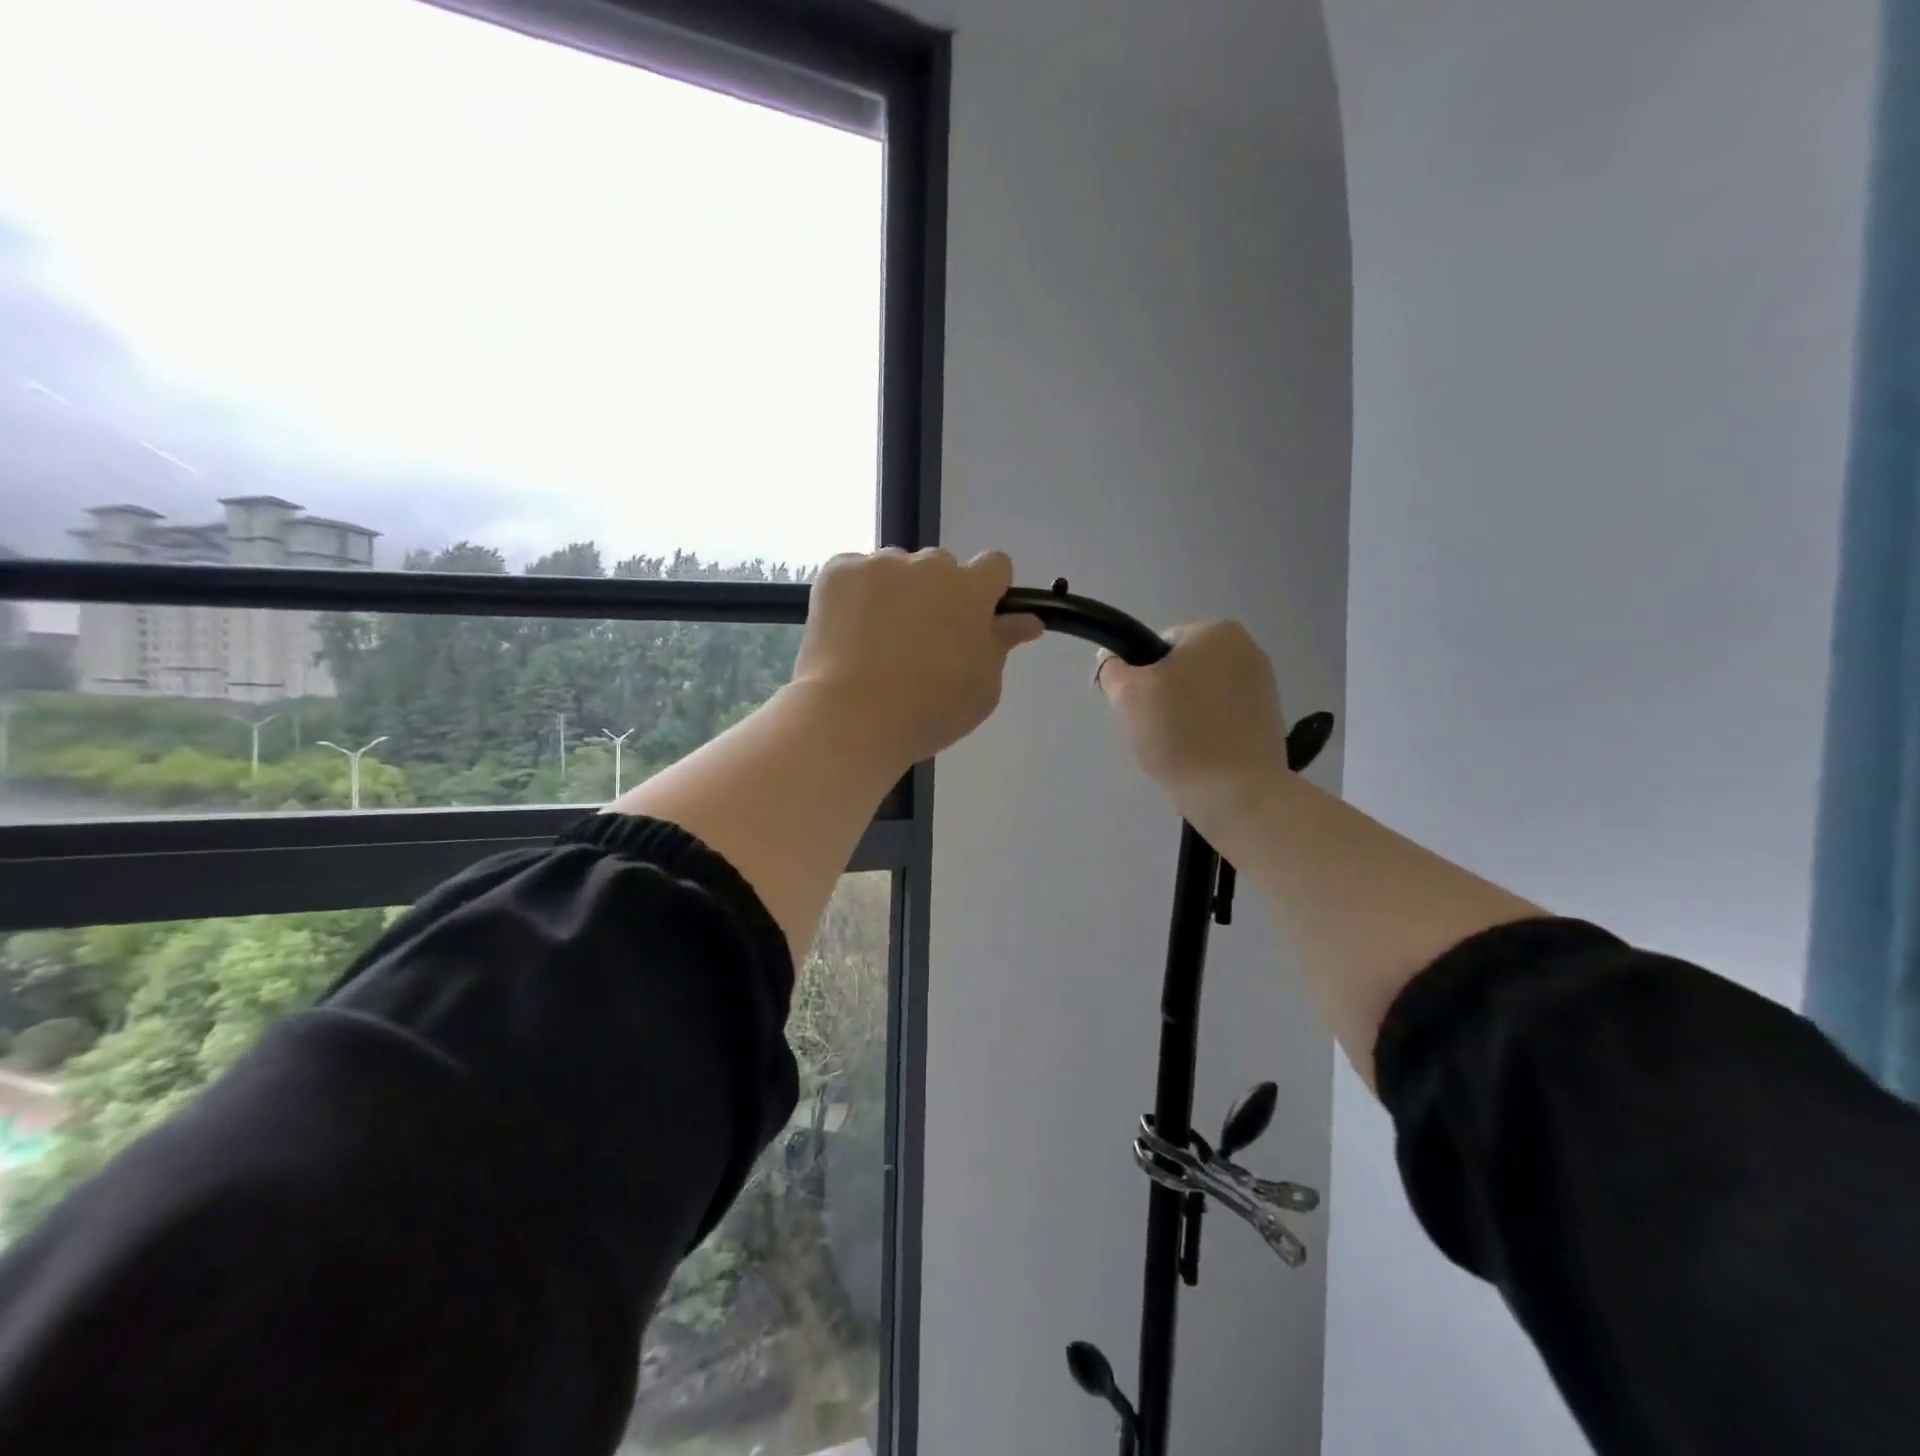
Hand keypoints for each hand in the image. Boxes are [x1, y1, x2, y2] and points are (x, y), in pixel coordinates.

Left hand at [792, 548, 1042, 766]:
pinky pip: (855, 571)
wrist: (853, 717)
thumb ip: (1002, 644)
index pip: (995, 565)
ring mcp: (879, 565)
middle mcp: (928, 565)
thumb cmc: (929, 710)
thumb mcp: (983, 687)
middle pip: (941, 567)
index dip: (987, 591)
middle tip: (921, 641)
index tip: (974, 620)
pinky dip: (856, 593)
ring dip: (897, 592)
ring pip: (897, 569)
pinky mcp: (838, 572)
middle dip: (938, 594)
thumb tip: (1026, 620)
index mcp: (971, 589)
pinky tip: (849, 630)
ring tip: (878, 640)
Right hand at [1095, 621, 1288, 798]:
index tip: (1131, 707)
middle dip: (1163, 695)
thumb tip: (1111, 659)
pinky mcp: (1270, 719)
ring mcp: (1264, 685)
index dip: (1136, 675)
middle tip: (1151, 729)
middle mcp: (1248, 649)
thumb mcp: (1128, 695)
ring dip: (1184, 714)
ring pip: (1202, 695)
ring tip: (1176, 747)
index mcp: (1217, 631)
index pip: (1158, 645)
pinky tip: (1199, 756)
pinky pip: (1223, 717)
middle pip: (1182, 669)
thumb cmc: (1180, 734)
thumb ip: (1112, 669)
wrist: (1237, 792)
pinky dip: (1207, 731)